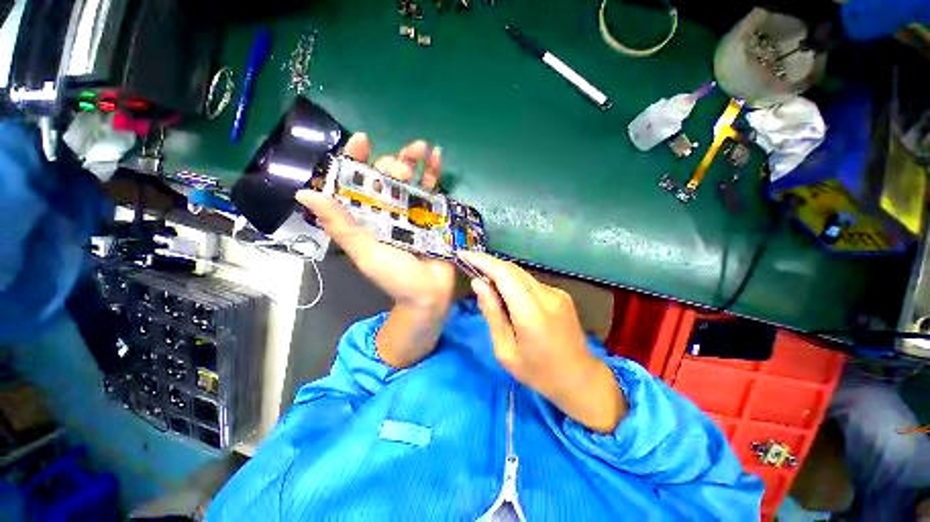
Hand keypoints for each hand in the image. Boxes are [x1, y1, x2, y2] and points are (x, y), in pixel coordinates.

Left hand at [295, 133, 455, 313]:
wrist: (429, 294)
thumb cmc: (395, 277)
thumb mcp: (365, 252)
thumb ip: (341, 225)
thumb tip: (304, 193)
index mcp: (366, 217)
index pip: (356, 182)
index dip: (356, 159)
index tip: (362, 139)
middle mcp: (387, 210)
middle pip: (386, 176)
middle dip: (391, 163)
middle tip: (400, 167)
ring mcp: (412, 211)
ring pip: (410, 178)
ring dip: (413, 159)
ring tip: (420, 147)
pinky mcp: (433, 215)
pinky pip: (433, 190)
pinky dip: (434, 172)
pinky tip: (437, 155)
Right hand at [459, 252, 626, 432]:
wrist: (580, 379)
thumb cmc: (538, 372)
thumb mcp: (505, 350)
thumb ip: (492, 313)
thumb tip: (478, 283)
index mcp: (532, 313)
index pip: (505, 274)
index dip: (483, 261)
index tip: (463, 254)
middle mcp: (547, 296)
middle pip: (512, 269)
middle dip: (488, 264)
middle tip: (469, 266)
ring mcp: (557, 293)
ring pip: (521, 274)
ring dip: (500, 273)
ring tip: (484, 281)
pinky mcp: (560, 294)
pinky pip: (530, 282)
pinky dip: (513, 283)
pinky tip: (506, 295)